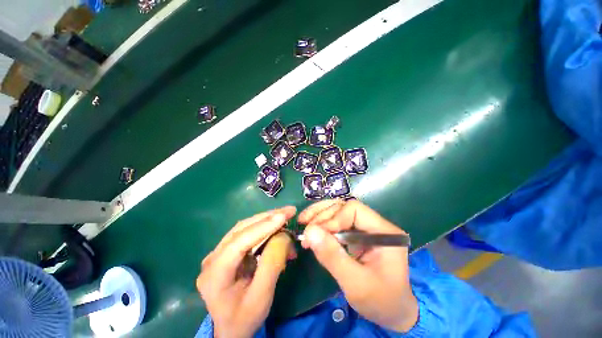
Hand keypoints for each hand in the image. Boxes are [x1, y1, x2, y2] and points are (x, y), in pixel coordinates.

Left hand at [197, 206, 296, 337]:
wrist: (232, 329)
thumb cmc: (245, 317)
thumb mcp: (261, 296)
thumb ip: (272, 264)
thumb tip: (283, 236)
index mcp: (214, 274)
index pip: (239, 242)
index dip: (263, 227)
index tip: (284, 216)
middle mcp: (213, 257)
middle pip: (242, 229)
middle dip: (268, 218)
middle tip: (289, 211)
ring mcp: (219, 252)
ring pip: (245, 227)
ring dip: (267, 221)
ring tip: (286, 217)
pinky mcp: (228, 251)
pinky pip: (248, 234)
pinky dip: (265, 229)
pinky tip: (278, 229)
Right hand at [298, 200, 417, 331]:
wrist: (392, 312)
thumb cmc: (380, 301)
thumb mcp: (355, 284)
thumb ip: (333, 257)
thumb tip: (310, 231)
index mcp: (384, 231)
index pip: (354, 209)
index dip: (333, 218)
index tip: (316, 234)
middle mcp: (375, 223)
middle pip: (344, 207)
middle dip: (322, 215)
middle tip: (304, 226)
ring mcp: (366, 227)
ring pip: (339, 211)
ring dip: (319, 215)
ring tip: (302, 221)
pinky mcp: (357, 233)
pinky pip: (337, 221)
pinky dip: (322, 223)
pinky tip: (311, 229)